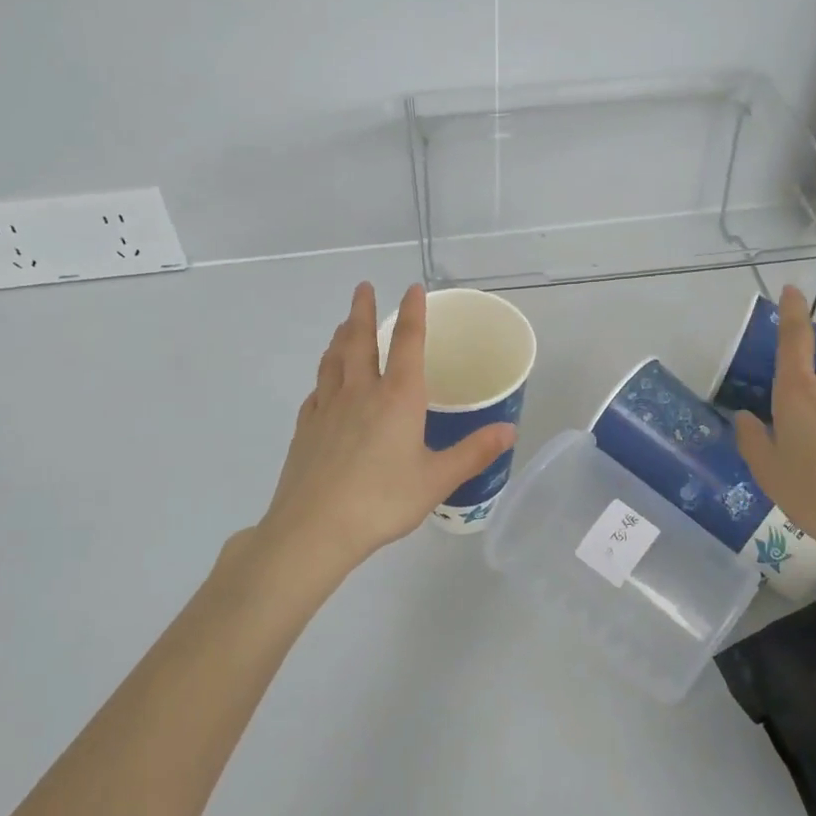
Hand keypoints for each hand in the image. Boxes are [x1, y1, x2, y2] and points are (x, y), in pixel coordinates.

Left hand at [242, 282, 516, 584]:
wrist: (315, 528)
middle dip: (362, 310)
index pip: (407, 343)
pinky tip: (324, 383)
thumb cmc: (382, 501)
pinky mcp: (306, 427)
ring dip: (340, 335)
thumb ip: (473, 452)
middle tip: (363, 287)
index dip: (413, 312)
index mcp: (397, 398)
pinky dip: (324, 376)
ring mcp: (327, 408)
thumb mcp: (437, 480)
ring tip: (343, 323)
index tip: (412, 288)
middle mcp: (360, 392)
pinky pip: (317, 390)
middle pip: (359, 340)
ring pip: (333, 359)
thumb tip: (510, 430)